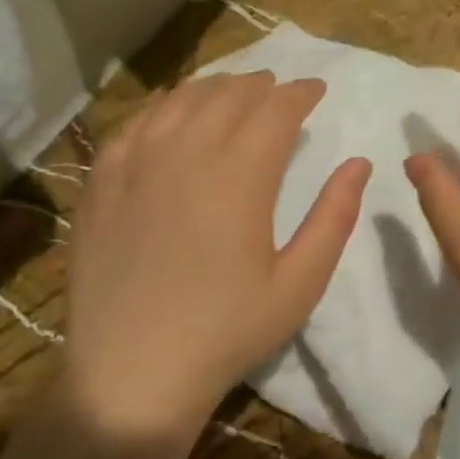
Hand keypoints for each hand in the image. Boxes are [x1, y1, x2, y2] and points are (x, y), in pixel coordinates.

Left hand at [61, 73, 370, 439]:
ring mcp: (135, 163)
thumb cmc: (226, 332)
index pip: (276, 109)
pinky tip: (172, 113)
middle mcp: (186, 153)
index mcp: (240, 175)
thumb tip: (359, 164)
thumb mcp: (299, 284)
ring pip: (181, 100)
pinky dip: (163, 106)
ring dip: (214, 88)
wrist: (132, 373)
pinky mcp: (101, 181)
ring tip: (233, 93)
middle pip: (229, 95)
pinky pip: (135, 122)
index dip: (300, 93)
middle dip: (261, 85)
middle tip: (279, 90)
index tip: (316, 91)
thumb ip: (334, 218)